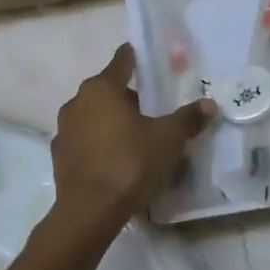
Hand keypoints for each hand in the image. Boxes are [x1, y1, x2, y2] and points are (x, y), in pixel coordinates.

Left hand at [51, 45, 213, 227]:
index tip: (150, 59)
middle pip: (109, 90)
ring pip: (95, 116)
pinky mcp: (60, 156)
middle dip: (131, 97)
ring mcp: (64, 130)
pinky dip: (101, 144)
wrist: (89, 211)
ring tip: (138, 138)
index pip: (122, 61)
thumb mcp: (168, 140)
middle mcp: (77, 102)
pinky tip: (118, 160)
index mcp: (102, 88)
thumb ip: (187, 119)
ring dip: (114, 122)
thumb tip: (209, 104)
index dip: (137, 58)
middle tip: (156, 110)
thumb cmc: (130, 164)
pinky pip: (86, 141)